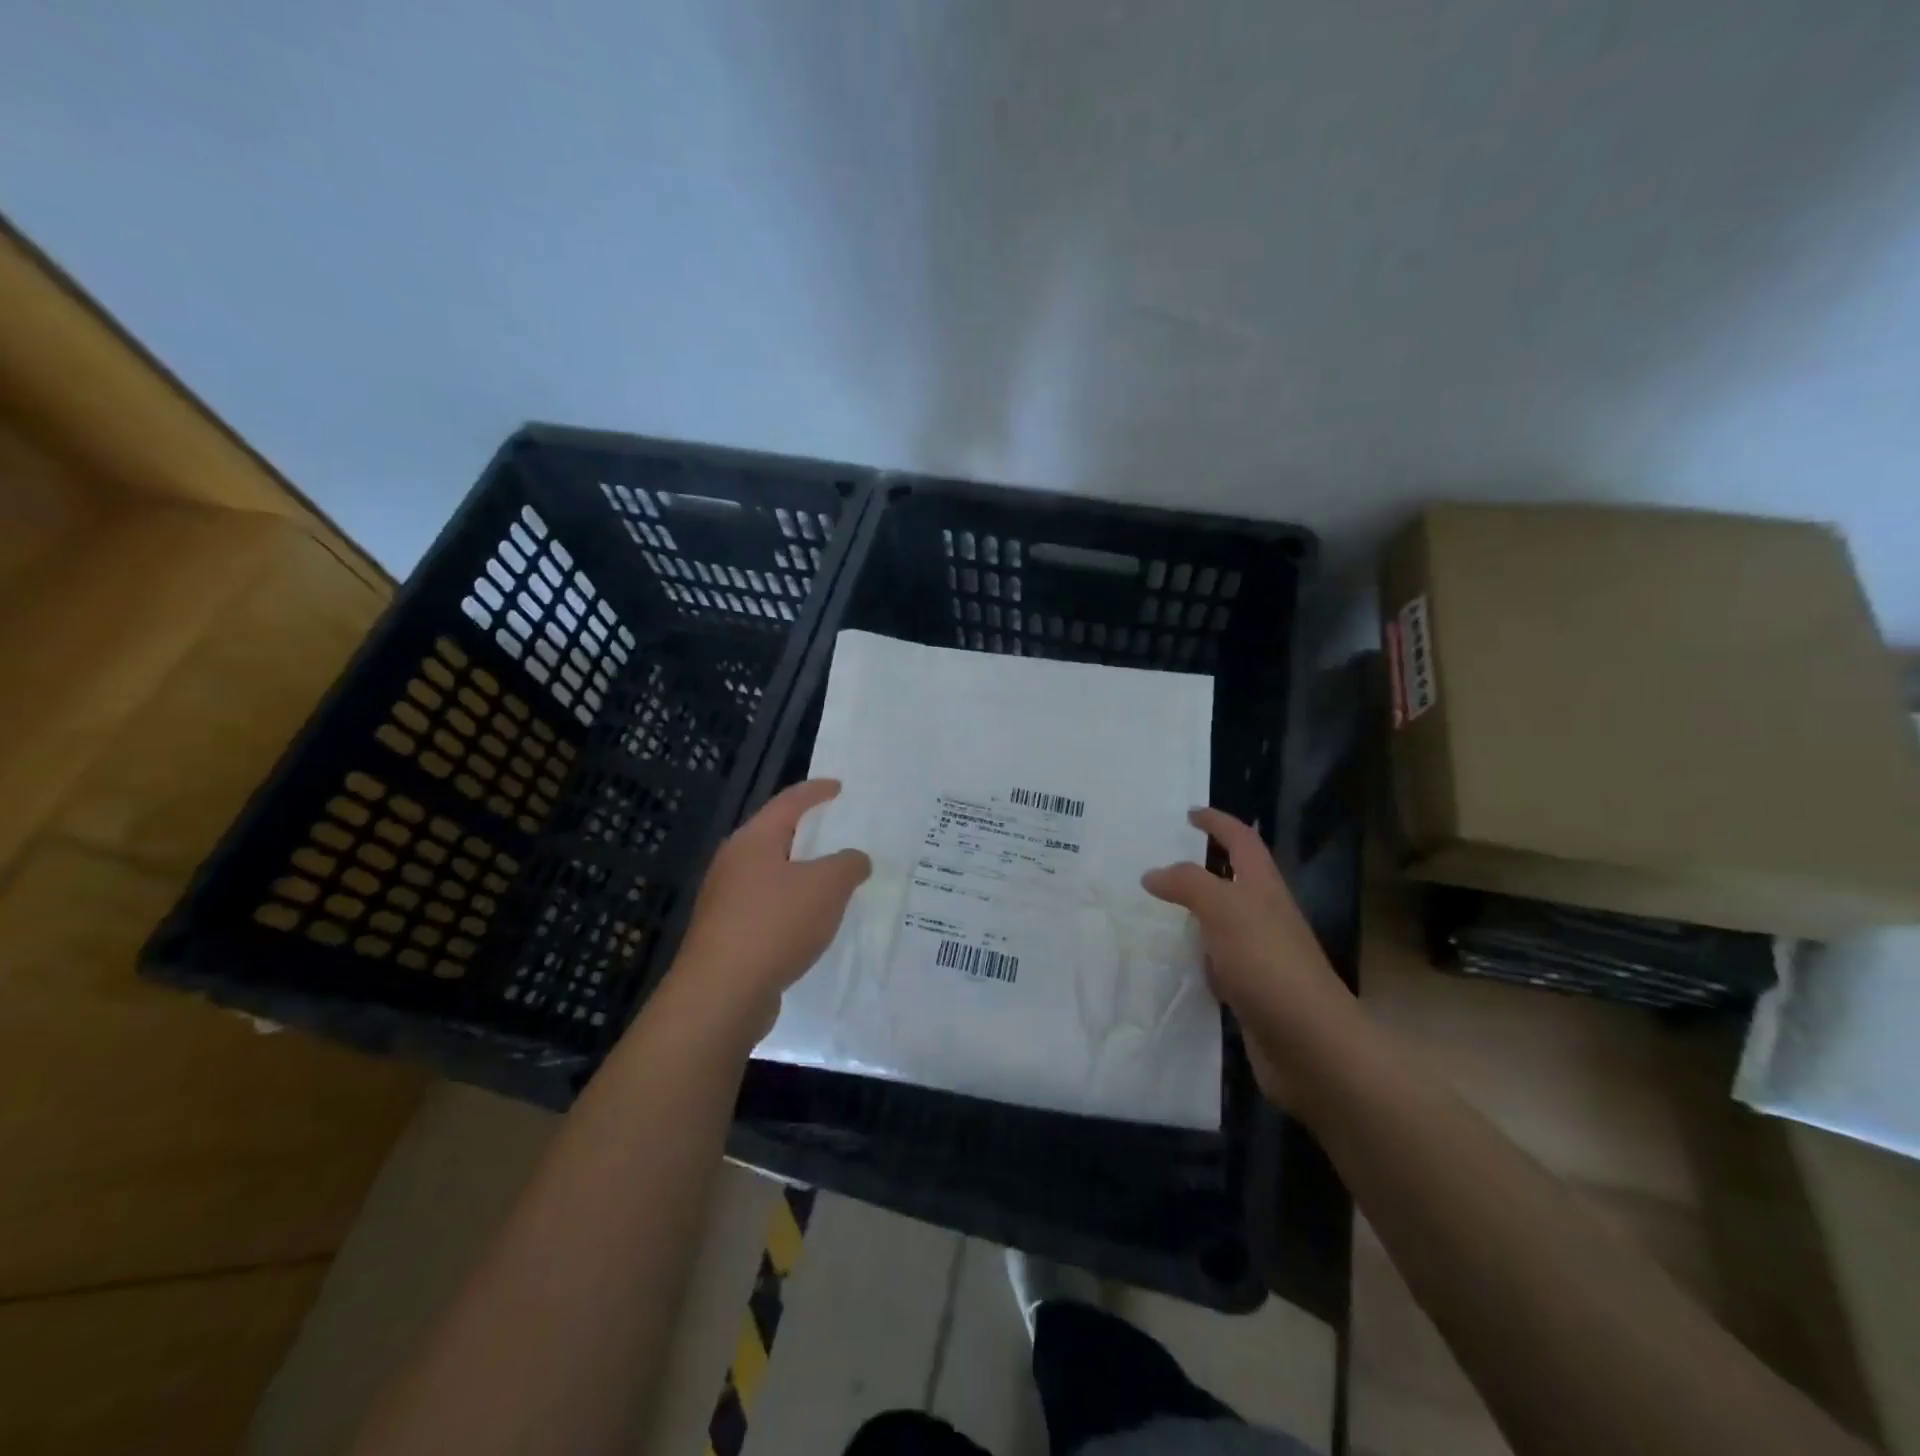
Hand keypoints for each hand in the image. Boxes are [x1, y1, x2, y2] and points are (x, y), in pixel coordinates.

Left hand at [667, 779, 870, 1038]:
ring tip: (833, 881)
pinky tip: (811, 924)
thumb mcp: (827, 887)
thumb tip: (855, 859)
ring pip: (771, 876)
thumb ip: (848, 865)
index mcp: (753, 840)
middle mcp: (733, 864)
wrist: (722, 994)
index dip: (816, 792)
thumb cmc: (775, 924)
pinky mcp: (727, 935)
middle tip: (838, 832)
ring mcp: (725, 901)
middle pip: (775, 837)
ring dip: (801, 875)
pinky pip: (767, 909)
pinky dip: (791, 907)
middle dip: (807, 834)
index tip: (838, 787)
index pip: (788, 802)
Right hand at [1142, 807, 1355, 1102]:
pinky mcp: (1249, 991)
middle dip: (1201, 866)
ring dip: (1192, 913)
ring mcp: (1259, 956)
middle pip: (1233, 880)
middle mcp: (1264, 917)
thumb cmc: (1269, 964)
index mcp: (1264, 889)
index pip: (1242, 841)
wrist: (1310, 1046)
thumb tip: (1152, 874)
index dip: (1218, 822)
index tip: (1189, 813)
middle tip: (1158, 861)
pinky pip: (1214, 962)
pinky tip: (1169, 962)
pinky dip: (1192, 956)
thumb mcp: (1225, 909)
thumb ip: (1187, 884)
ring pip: (1220, 923)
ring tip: (1152, 909)